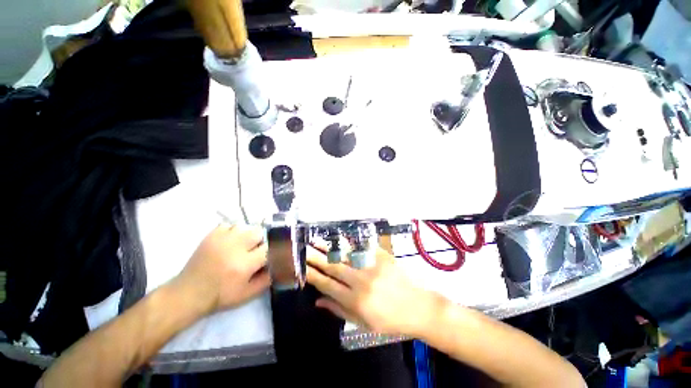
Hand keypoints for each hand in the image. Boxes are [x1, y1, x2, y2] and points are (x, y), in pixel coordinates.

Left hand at [174, 224, 269, 314]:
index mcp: (244, 264)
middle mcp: (234, 248)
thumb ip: (268, 278)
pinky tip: (231, 242)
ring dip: (248, 236)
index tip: (274, 252)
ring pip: (245, 227)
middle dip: (261, 242)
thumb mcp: (249, 294)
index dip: (275, 249)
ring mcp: (221, 239)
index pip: (269, 248)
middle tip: (255, 251)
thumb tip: (280, 264)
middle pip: (259, 233)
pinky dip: (234, 232)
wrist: (189, 293)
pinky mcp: (211, 235)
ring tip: (243, 246)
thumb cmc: (221, 296)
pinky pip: (230, 225)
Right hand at [306, 247, 439, 335]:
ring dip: (329, 247)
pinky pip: (362, 247)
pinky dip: (349, 242)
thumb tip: (317, 301)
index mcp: (356, 301)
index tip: (302, 267)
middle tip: (303, 248)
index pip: (328, 285)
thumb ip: (339, 310)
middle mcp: (361, 282)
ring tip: (316, 240)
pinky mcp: (382, 257)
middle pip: (333, 267)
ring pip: (345, 255)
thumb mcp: (363, 323)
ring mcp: (372, 267)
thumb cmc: (389, 320)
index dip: (313, 275)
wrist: (417, 307)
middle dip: (316, 257)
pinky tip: (339, 237)